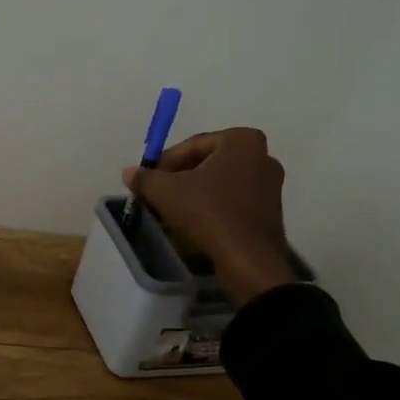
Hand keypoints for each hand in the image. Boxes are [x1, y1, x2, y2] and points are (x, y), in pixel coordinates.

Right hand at [124, 128, 299, 305]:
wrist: (248, 259)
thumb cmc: (209, 212)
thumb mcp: (166, 192)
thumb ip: (145, 178)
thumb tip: (129, 172)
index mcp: (242, 140)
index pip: (193, 145)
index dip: (165, 162)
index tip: (149, 181)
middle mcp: (262, 156)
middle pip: (207, 163)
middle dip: (180, 178)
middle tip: (158, 195)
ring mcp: (270, 185)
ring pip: (220, 183)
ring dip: (194, 194)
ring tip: (171, 212)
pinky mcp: (270, 211)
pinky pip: (233, 201)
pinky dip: (212, 207)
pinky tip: (193, 223)